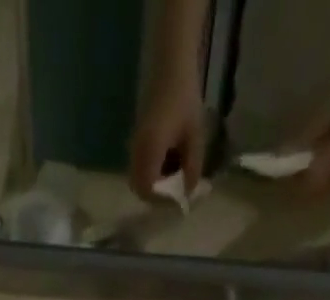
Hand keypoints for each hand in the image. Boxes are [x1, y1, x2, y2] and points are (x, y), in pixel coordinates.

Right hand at [130, 75, 206, 202]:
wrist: (170, 69)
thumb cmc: (185, 99)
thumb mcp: (195, 135)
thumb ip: (192, 166)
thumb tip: (189, 193)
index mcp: (150, 151)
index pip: (148, 189)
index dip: (161, 200)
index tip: (178, 199)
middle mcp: (138, 153)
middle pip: (140, 188)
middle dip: (157, 195)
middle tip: (176, 192)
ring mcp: (134, 148)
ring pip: (139, 180)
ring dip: (155, 184)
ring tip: (175, 175)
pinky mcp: (136, 143)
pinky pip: (140, 168)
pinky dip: (153, 173)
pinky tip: (169, 162)